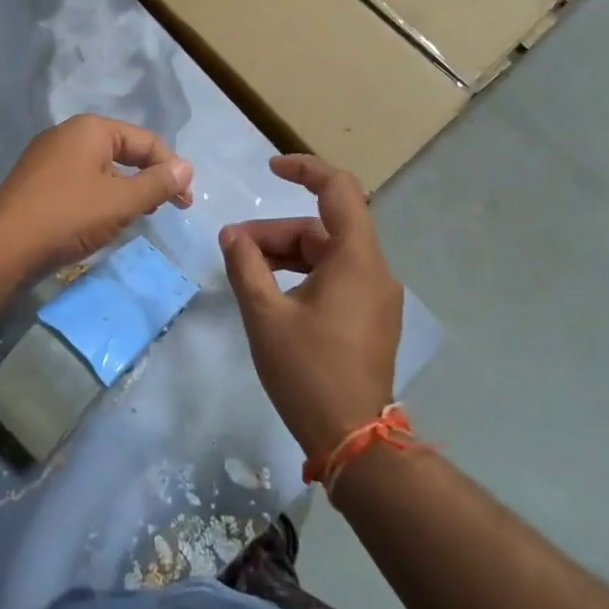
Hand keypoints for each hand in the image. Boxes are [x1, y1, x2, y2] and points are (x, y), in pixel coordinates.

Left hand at [0, 114, 193, 275]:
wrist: (3, 246)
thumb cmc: (68, 216)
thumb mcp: (121, 201)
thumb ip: (157, 184)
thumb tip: (186, 168)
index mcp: (91, 129)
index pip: (145, 140)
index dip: (171, 168)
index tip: (186, 201)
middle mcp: (68, 134)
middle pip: (123, 150)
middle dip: (148, 178)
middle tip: (165, 208)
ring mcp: (48, 157)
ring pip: (101, 168)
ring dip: (124, 190)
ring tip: (135, 217)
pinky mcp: (37, 181)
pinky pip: (80, 181)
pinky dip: (99, 197)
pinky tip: (102, 221)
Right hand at [220, 155, 402, 462]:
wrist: (352, 439)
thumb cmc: (307, 371)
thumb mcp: (265, 314)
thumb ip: (245, 265)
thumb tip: (232, 235)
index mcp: (356, 259)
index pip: (339, 189)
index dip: (305, 169)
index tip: (270, 170)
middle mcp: (375, 270)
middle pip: (323, 228)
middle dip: (276, 232)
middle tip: (233, 247)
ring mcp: (376, 296)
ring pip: (327, 254)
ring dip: (286, 254)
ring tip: (246, 270)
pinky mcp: (371, 317)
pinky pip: (336, 277)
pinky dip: (303, 274)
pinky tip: (272, 292)